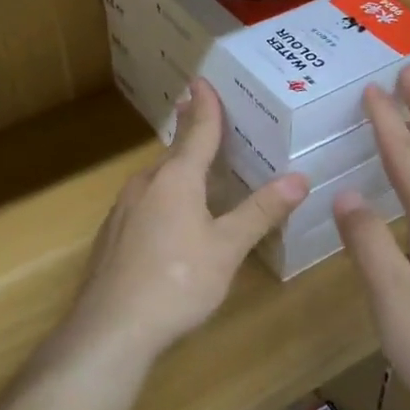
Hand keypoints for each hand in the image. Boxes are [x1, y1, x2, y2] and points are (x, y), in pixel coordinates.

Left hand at [63, 80, 308, 364]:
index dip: (205, 106)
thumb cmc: (177, 282)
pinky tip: (170, 219)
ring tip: (196, 169)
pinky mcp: (112, 237)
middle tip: (207, 119)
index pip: (196, 131)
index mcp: (176, 179)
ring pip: (156, 180)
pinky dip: (163, 198)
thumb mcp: (227, 249)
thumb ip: (260, 212)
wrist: (110, 329)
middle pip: (174, 153)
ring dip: (177, 169)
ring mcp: (122, 210)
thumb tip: (299, 179)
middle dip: (190, 135)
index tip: (202, 81)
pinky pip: (144, 203)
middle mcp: (145, 185)